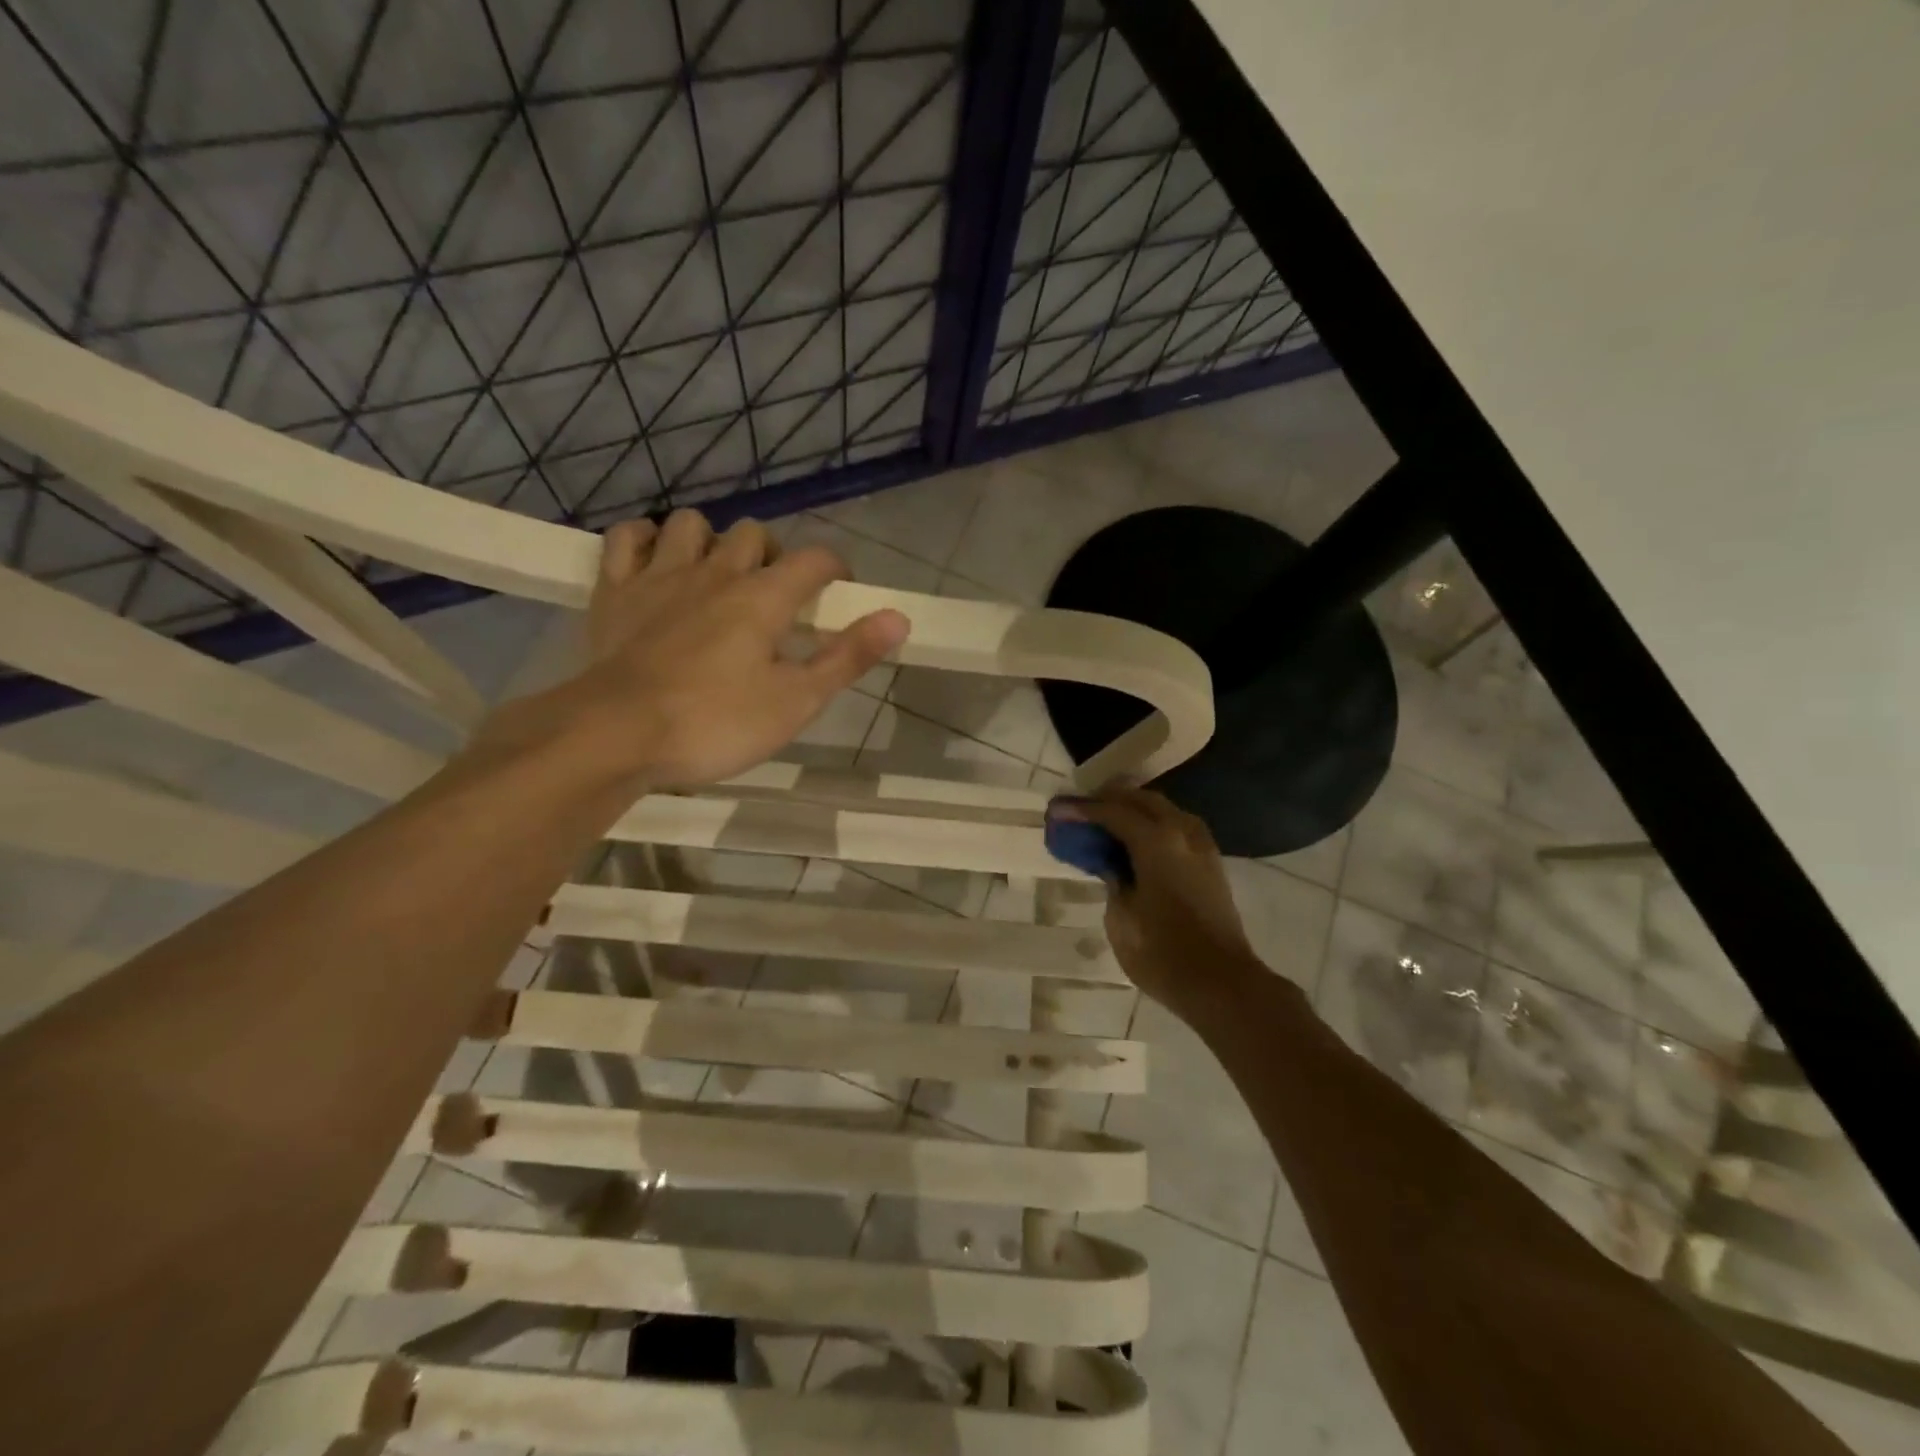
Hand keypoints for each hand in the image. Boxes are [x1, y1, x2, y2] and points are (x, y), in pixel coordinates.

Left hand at [485, 509, 907, 790]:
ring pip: (691, 524)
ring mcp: (659, 576)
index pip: (814, 559)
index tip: (840, 592)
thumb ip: (847, 657)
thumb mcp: (795, 701)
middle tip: (777, 597)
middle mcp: (714, 572)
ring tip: (718, 576)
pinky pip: (626, 539)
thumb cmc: (714, 723)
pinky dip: (645, 540)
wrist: (615, 735)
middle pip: (753, 534)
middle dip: (774, 555)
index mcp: (763, 598)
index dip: (835, 569)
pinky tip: (656, 560)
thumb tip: (899, 617)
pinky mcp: (614, 591)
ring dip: (711, 540)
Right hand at [1053, 786, 1262, 1018]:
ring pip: (1164, 810)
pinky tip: (1137, 840)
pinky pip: (1177, 827)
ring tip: (1107, 821)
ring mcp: (1202, 846)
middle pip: (1142, 801)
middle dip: (1110, 800)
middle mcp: (1182, 833)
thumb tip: (1114, 866)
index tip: (1058, 810)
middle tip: (1081, 810)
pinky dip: (1153, 824)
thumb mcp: (1121, 918)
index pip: (1113, 812)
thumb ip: (1113, 880)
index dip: (1083, 810)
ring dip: (1134, 809)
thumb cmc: (1163, 954)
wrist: (1222, 984)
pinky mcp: (1211, 863)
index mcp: (1157, 842)